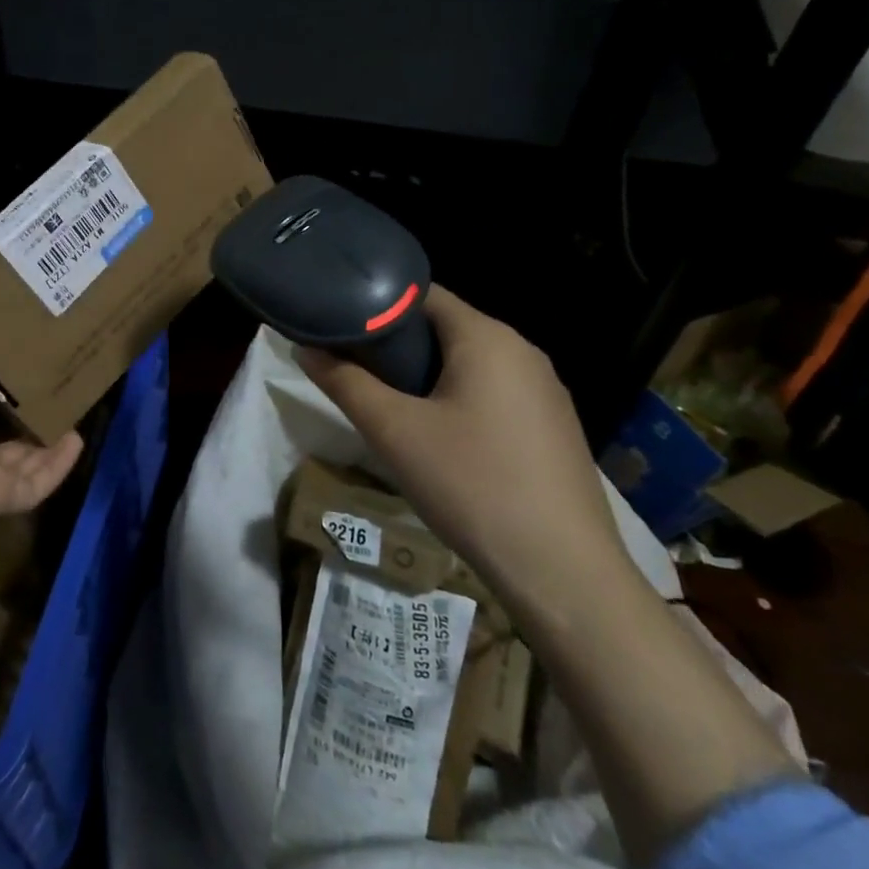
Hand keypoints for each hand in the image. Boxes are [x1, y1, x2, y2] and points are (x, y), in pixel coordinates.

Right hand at [297, 285, 631, 606]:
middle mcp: (523, 352)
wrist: (564, 574)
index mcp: (487, 338)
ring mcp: (545, 391)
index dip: (376, 304)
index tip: (340, 325)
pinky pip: (494, 393)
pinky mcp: (553, 427)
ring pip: (469, 363)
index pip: (422, 294)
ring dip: (426, 375)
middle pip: (445, 327)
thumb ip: (345, 383)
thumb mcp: (393, 432)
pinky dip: (458, 399)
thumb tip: (304, 348)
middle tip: (355, 370)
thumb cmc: (472, 485)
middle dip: (397, 344)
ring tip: (388, 404)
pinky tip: (439, 439)